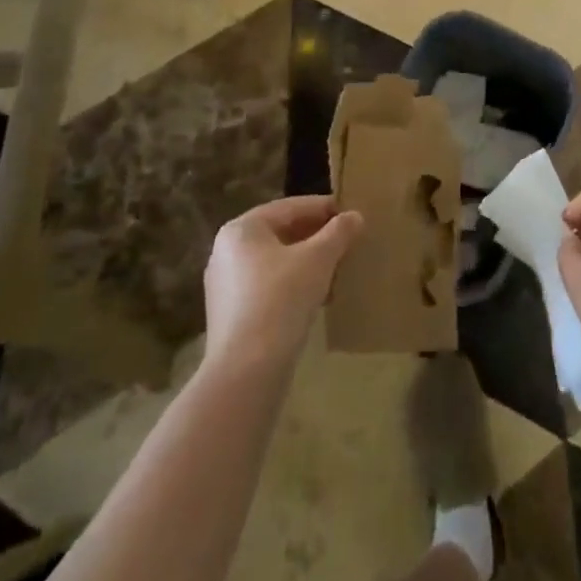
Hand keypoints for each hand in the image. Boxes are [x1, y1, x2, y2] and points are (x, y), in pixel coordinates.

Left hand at [204, 195, 363, 374]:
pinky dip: (293, 286)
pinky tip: (318, 299)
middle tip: (347, 242)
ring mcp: (225, 286)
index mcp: (241, 229)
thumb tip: (355, 216)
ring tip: (337, 270)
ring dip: (307, 264)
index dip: (323, 208)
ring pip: (276, 263)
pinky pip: (268, 288)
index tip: (351, 214)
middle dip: (316, 237)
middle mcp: (226, 252)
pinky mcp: (231, 317)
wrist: (246, 373)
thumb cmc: (280, 300)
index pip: (289, 207)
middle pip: (281, 234)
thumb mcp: (318, 259)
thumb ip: (338, 233)